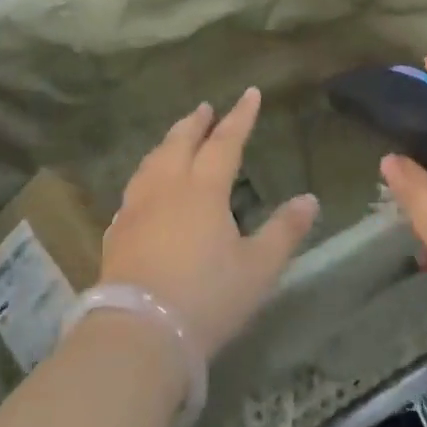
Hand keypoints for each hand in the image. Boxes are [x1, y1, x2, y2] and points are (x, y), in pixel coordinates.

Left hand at [102, 88, 319, 359]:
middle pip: (181, 142)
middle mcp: (168, 187)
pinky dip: (145, 175)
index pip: (226, 141)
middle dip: (196, 123)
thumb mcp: (258, 269)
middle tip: (205, 107)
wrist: (138, 334)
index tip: (250, 93)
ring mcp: (137, 208)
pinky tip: (144, 188)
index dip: (240, 116)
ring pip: (152, 161)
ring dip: (167, 143)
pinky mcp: (117, 232)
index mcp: (204, 189)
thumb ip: (284, 232)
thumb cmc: (206, 298)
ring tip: (175, 137)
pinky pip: (133, 190)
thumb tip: (310, 199)